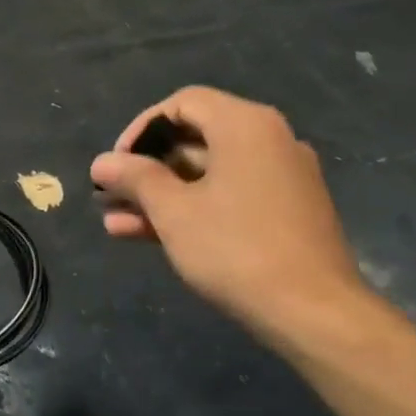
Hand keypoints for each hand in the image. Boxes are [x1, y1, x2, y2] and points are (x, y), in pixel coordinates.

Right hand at [90, 87, 366, 341]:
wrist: (313, 311)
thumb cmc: (236, 248)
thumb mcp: (173, 211)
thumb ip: (135, 178)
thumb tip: (102, 162)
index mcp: (245, 126)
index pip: (182, 104)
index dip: (140, 129)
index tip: (116, 164)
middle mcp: (268, 141)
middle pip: (193, 139)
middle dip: (145, 169)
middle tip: (109, 195)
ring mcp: (279, 178)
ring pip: (206, 174)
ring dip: (159, 194)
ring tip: (114, 221)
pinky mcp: (283, 212)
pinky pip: (226, 196)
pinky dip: (189, 208)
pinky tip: (145, 234)